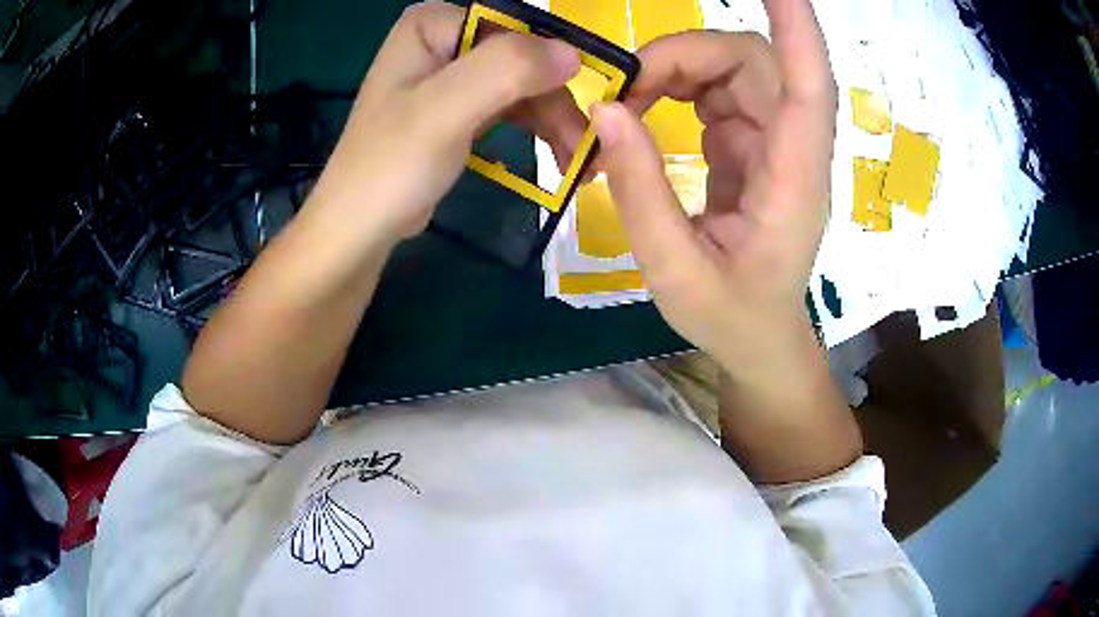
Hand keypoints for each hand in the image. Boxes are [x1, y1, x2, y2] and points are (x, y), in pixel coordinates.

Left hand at [310, 1, 583, 243]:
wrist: (358, 230)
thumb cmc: (391, 166)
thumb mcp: (445, 110)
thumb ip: (506, 69)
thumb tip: (573, 53)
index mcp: (434, 25)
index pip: (514, 27)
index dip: (554, 64)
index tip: (590, 110)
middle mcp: (444, 41)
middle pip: (523, 60)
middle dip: (557, 104)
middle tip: (589, 153)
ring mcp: (451, 76)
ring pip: (523, 85)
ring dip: (555, 122)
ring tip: (581, 166)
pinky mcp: (457, 109)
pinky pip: (510, 108)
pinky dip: (537, 131)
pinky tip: (560, 158)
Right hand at [591, 0, 836, 376]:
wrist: (759, 339)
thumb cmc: (731, 317)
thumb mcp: (675, 272)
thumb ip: (641, 193)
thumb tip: (607, 111)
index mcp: (793, 181)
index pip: (810, 86)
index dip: (797, 28)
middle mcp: (792, 149)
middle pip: (753, 62)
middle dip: (685, 56)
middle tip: (624, 90)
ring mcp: (773, 143)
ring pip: (732, 69)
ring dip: (675, 70)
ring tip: (625, 107)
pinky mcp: (752, 145)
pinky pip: (717, 91)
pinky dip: (675, 88)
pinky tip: (644, 114)